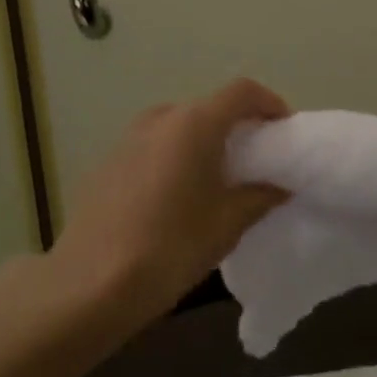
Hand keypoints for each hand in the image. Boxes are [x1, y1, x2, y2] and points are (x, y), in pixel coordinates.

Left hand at [46, 78, 290, 333]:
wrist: (92, 283)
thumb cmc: (171, 247)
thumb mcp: (227, 224)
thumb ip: (261, 196)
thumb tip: (280, 185)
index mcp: (194, 124)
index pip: (242, 92)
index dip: (270, 105)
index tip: (284, 132)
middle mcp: (159, 119)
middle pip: (208, 107)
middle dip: (236, 126)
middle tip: (255, 161)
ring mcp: (127, 138)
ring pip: (177, 127)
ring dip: (203, 142)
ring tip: (217, 180)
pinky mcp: (107, 162)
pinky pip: (153, 147)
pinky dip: (174, 157)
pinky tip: (176, 197)